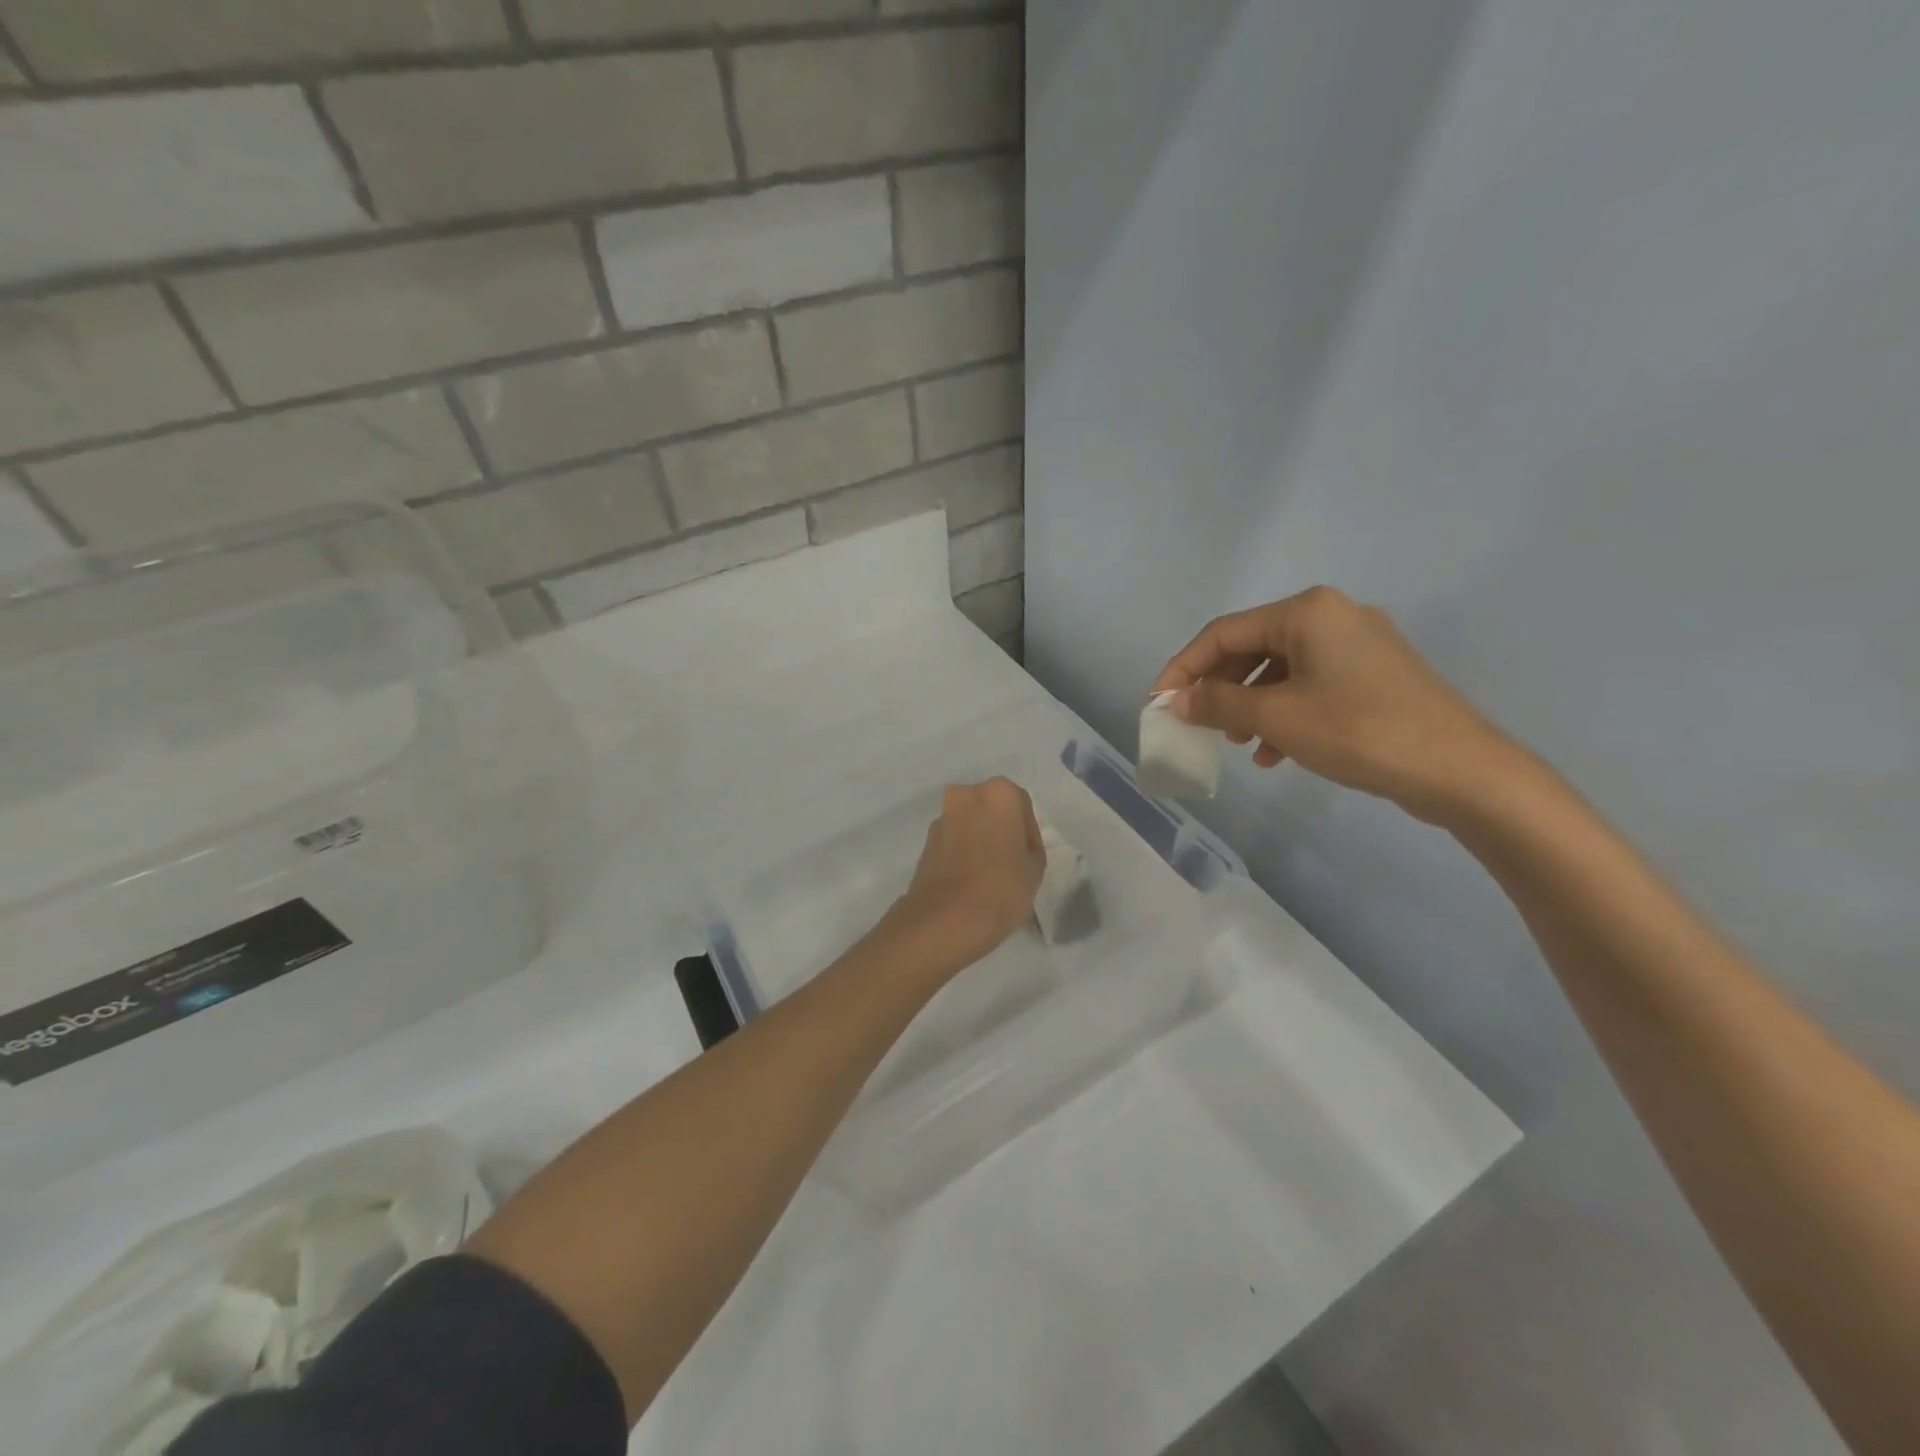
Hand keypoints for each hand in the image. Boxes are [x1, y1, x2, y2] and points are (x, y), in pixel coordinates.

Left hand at [888, 778, 1045, 970]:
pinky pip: (952, 841)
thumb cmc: (1001, 888)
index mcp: (998, 793)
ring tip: (989, 874)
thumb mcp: (1035, 868)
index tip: (1028, 857)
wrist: (945, 920)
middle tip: (1010, 862)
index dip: (1028, 832)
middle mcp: (966, 795)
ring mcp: (941, 818)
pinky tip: (970, 880)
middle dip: (1000, 830)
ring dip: (979, 840)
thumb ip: (1030, 846)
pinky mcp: (925, 842)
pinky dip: (962, 853)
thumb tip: (1016, 844)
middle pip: (991, 809)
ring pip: (969, 824)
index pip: (1021, 805)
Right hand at [1152, 587, 1522, 823]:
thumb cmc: (1359, 731)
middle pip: (1252, 647)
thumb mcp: (1276, 717)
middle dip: (1219, 688)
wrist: (1461, 769)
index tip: (1159, 701)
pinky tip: (1275, 752)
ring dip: (1250, 704)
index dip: (1184, 667)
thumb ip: (1218, 704)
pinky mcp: (1375, 674)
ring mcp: (1358, 644)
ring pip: (1280, 669)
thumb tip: (1175, 699)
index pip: (1223, 633)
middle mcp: (1332, 615)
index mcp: (1306, 611)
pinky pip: (1311, 684)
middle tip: (1198, 724)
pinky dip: (1284, 712)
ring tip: (1238, 742)